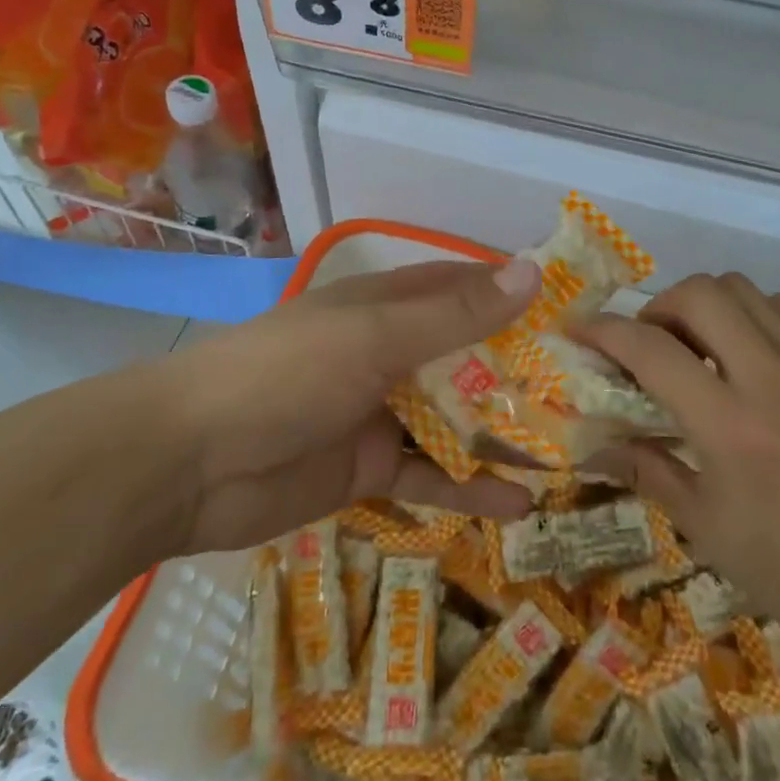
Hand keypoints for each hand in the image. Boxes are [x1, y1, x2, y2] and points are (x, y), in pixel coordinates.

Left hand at [157, 258, 540, 553]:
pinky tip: (518, 506)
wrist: (189, 462)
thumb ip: (454, 315)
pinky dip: (468, 487)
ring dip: (503, 433)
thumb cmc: (287, 373)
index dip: (517, 297)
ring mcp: (379, 412)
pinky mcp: (367, 469)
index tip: (578, 314)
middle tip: (590, 395)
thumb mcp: (376, 338)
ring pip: (455, 419)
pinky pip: (428, 475)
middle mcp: (389, 352)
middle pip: (468, 357)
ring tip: (569, 452)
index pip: (466, 290)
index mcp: (388, 307)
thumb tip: (532, 274)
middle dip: (522, 373)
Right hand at [579, 273, 779, 676]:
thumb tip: (591, 446)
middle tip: (647, 342)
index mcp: (729, 425)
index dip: (604, 330)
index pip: (650, 349)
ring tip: (695, 344)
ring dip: (704, 303)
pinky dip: (752, 312)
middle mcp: (769, 378)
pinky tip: (746, 350)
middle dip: (658, 305)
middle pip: (700, 293)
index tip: (578, 329)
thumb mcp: (705, 527)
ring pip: (742, 289)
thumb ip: (646, 470)